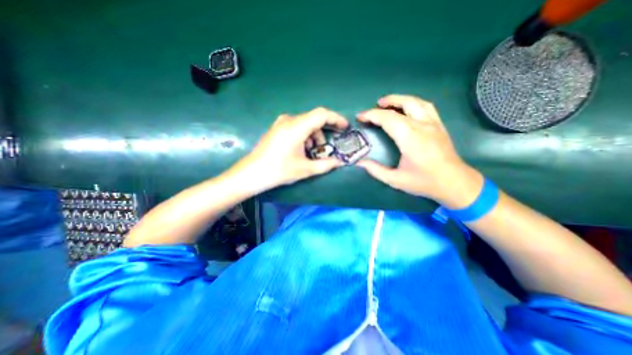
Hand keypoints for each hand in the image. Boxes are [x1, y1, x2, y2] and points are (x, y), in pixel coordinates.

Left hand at [233, 106, 347, 191]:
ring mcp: (281, 123)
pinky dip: (305, 136)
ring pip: (305, 124)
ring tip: (313, 153)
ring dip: (314, 136)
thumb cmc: (278, 171)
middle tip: (327, 149)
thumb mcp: (305, 169)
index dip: (336, 118)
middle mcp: (289, 120)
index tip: (345, 127)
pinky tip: (302, 150)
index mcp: (296, 127)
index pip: (322, 114)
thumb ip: (326, 165)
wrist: (251, 173)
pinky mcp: (277, 128)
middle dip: (324, 133)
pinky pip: (297, 127)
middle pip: (314, 119)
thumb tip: (340, 162)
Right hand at [354, 94, 484, 208]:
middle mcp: (422, 126)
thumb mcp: (395, 180)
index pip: (388, 118)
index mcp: (410, 138)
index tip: (360, 117)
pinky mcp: (439, 125)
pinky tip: (407, 107)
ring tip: (387, 103)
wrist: (454, 183)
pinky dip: (413, 102)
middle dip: (385, 103)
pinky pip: (426, 106)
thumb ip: (376, 170)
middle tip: (373, 107)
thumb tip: (359, 163)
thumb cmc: (424, 182)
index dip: (372, 115)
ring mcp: (433, 123)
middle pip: (402, 104)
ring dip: (400, 99)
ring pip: (416, 101)